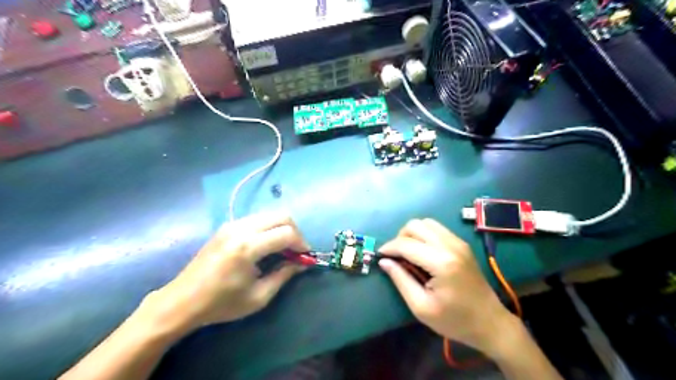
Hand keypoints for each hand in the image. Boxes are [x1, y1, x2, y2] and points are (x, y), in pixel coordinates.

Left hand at [146, 213, 308, 332]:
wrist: (182, 301)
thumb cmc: (221, 304)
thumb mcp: (258, 296)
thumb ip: (284, 275)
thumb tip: (302, 263)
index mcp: (248, 247)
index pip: (286, 233)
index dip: (301, 243)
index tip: (305, 256)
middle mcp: (241, 229)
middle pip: (281, 216)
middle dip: (295, 231)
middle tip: (297, 250)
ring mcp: (232, 224)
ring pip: (269, 214)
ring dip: (282, 227)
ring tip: (284, 248)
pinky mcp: (227, 226)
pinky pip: (257, 218)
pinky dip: (269, 227)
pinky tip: (267, 244)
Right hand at [379, 219, 515, 356]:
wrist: (490, 322)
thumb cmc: (455, 320)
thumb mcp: (421, 307)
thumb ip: (401, 280)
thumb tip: (384, 261)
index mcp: (441, 262)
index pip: (406, 244)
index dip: (389, 247)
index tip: (380, 256)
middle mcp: (450, 245)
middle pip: (415, 225)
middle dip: (400, 237)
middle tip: (396, 256)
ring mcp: (458, 242)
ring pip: (426, 223)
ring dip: (412, 234)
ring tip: (408, 253)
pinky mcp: (462, 244)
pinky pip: (437, 229)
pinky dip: (424, 235)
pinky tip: (423, 252)